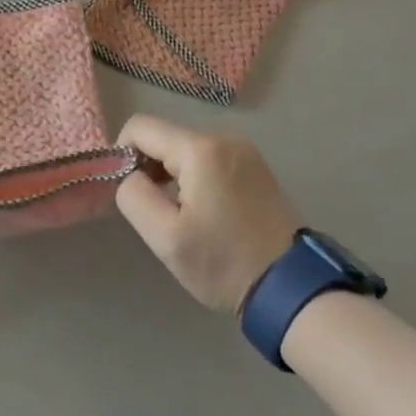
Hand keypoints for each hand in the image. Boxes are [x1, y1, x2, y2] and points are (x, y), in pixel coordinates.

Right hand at [115, 116, 301, 313]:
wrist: (292, 289)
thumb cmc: (224, 263)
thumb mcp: (165, 238)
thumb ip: (133, 196)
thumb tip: (128, 174)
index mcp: (200, 150)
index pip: (140, 127)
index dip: (123, 154)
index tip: (130, 190)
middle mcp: (224, 138)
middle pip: (165, 137)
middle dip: (149, 166)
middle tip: (155, 210)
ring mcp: (244, 151)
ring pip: (186, 148)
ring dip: (171, 174)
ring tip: (180, 215)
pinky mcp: (256, 167)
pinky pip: (209, 159)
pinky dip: (195, 177)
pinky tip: (203, 212)